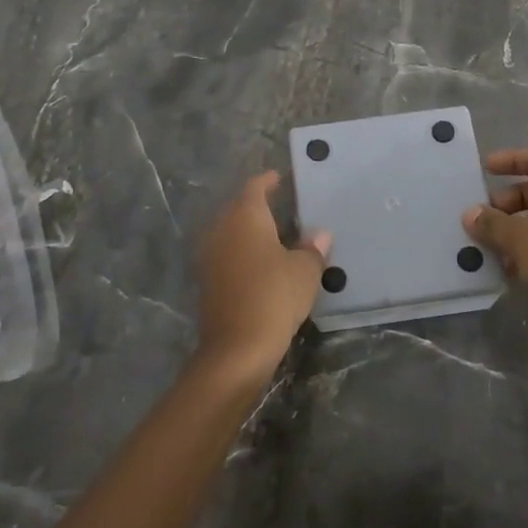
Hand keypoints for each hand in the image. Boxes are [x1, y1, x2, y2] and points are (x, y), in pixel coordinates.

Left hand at [193, 172, 329, 387]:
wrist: (237, 349)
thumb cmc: (274, 296)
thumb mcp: (304, 270)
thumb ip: (312, 248)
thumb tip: (320, 234)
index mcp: (245, 216)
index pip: (255, 187)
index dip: (269, 181)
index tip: (281, 178)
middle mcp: (222, 229)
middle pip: (239, 207)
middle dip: (258, 205)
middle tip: (283, 205)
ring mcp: (211, 255)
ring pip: (231, 231)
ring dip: (250, 230)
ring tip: (276, 234)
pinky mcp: (208, 281)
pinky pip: (228, 254)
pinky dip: (243, 252)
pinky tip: (261, 262)